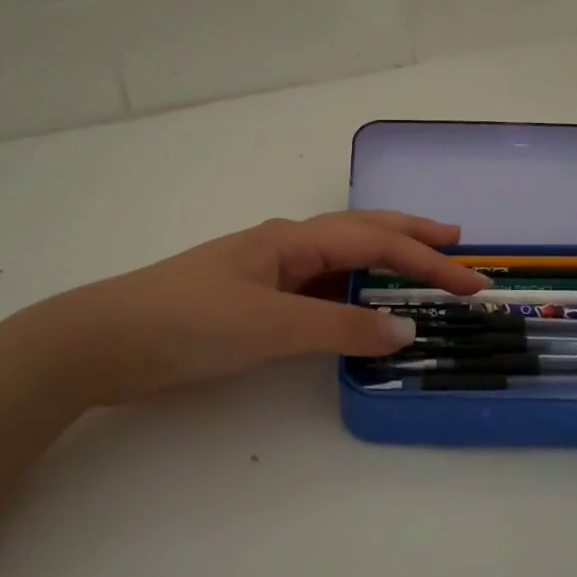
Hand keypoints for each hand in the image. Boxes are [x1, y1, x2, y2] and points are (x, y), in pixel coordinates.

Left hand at [32, 210, 487, 407]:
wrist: (104, 342)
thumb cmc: (187, 320)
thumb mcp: (268, 325)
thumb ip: (338, 329)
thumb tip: (405, 331)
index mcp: (291, 240)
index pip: (374, 242)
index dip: (427, 261)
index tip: (472, 281)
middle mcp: (285, 250)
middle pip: (361, 235)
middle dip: (411, 240)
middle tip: (456, 244)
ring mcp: (268, 277)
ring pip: (340, 265)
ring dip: (383, 268)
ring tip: (420, 275)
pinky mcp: (254, 306)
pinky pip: (319, 296)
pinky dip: (351, 300)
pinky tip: (360, 312)